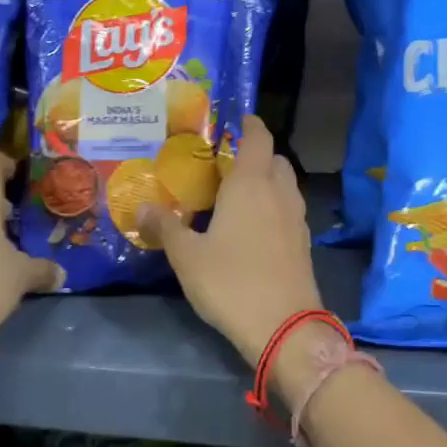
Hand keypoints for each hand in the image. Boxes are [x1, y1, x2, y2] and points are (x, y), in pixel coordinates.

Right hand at [140, 117, 323, 366]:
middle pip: (274, 159)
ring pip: (284, 185)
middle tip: (226, 163)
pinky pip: (289, 209)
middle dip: (256, 154)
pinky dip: (274, 206)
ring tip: (238, 194)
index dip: (249, 123)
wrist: (285, 328)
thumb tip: (142, 206)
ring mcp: (296, 218)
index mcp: (251, 183)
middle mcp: (279, 192)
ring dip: (267, 180)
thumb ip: (166, 227)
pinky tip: (254, 226)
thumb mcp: (187, 256)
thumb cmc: (231, 282)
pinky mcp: (304, 243)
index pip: (258, 137)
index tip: (235, 119)